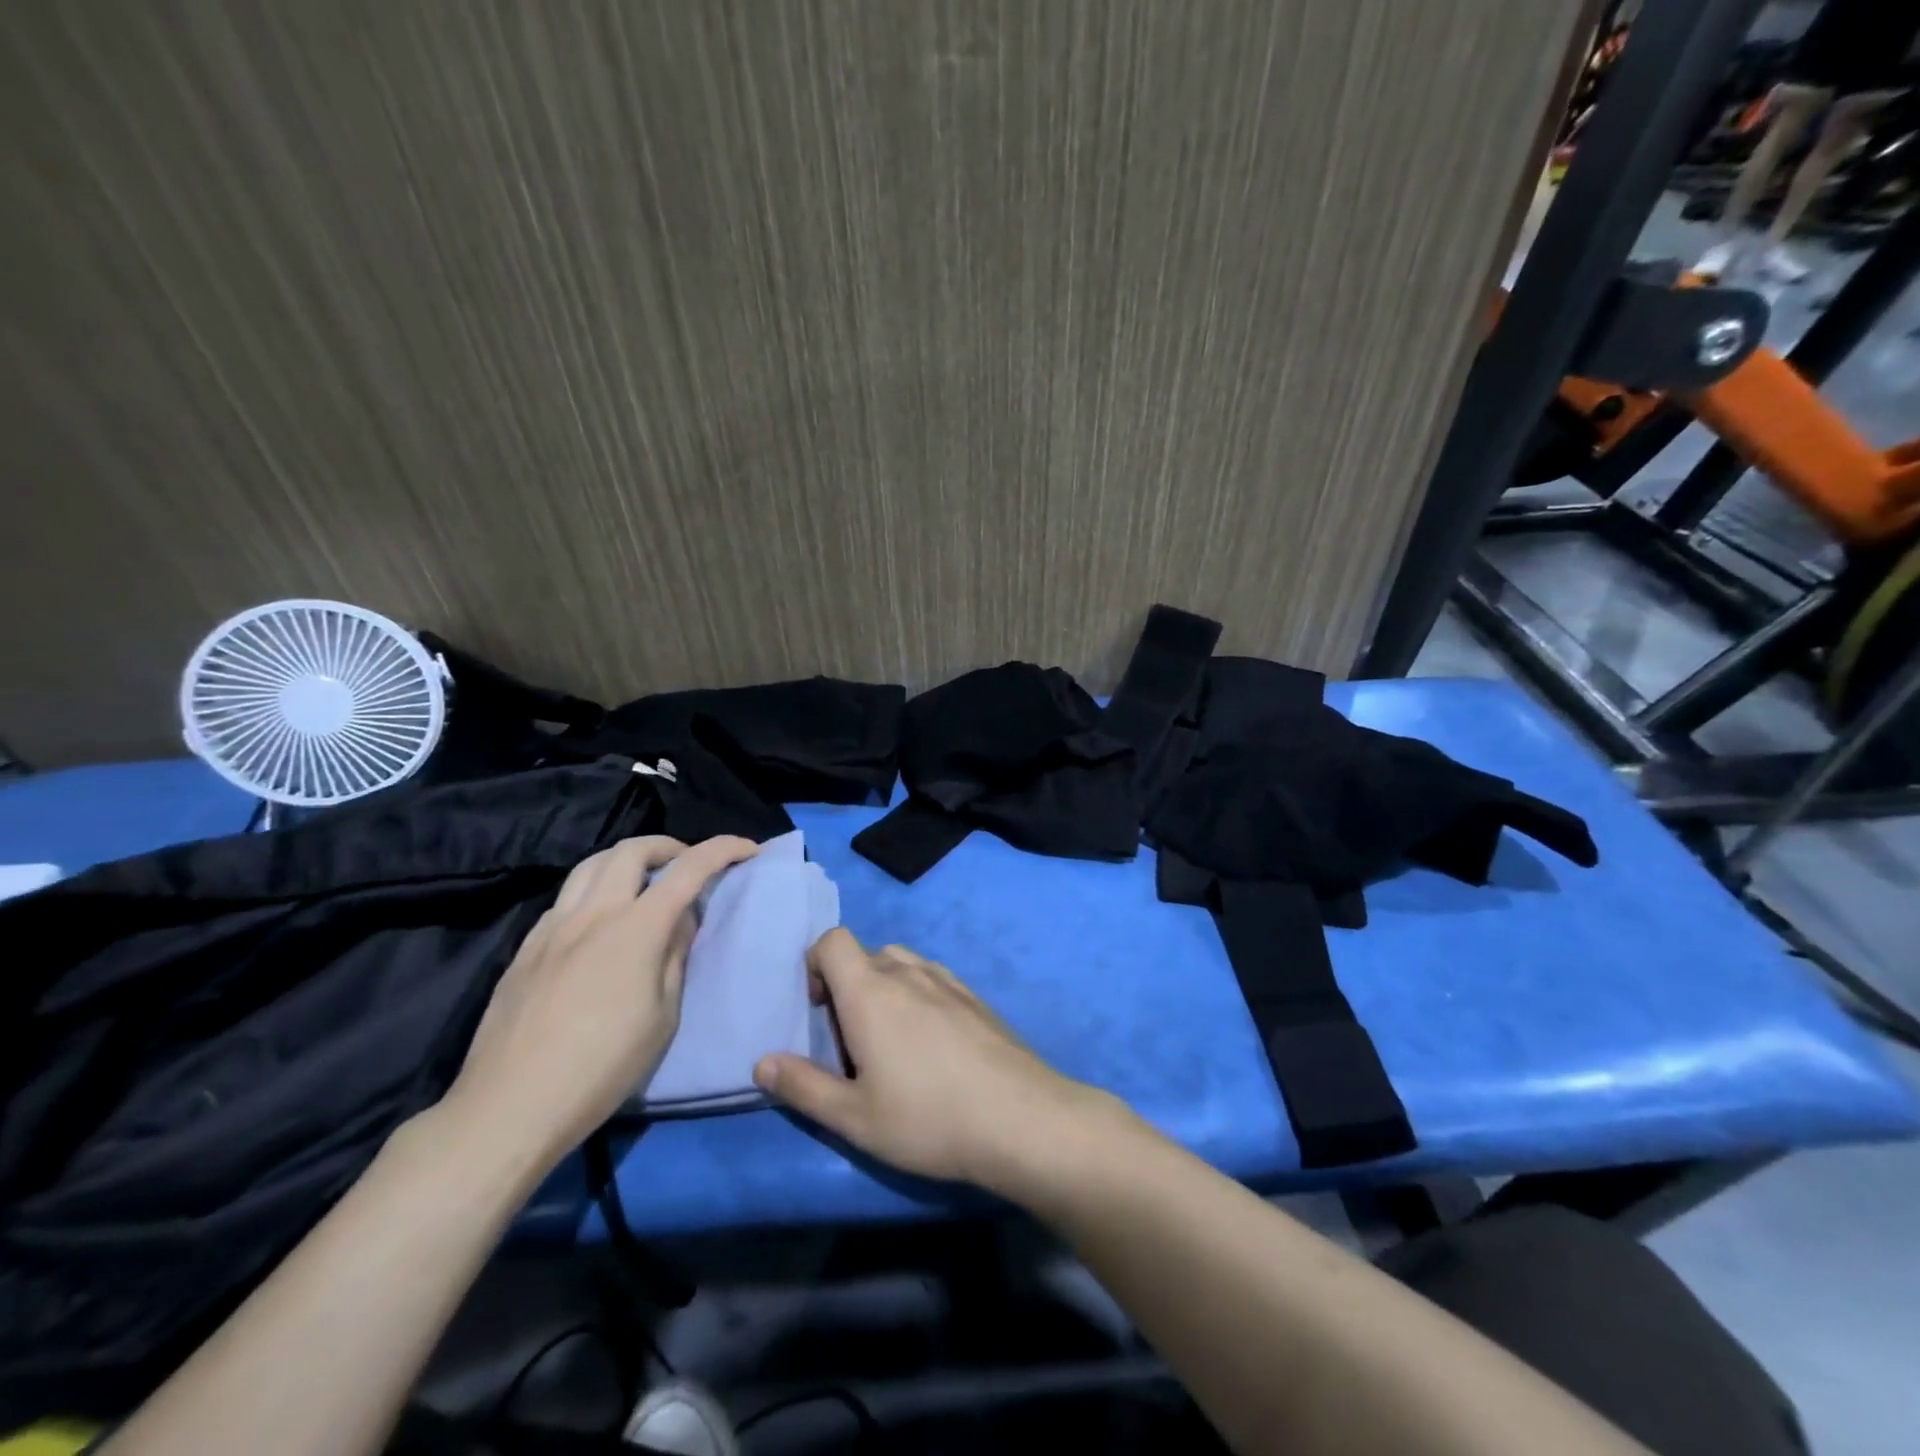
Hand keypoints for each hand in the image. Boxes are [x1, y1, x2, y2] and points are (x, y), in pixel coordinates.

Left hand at [440, 835, 758, 1172]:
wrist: (510, 1108)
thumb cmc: (602, 1068)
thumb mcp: (663, 1017)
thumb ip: (674, 956)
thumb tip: (682, 919)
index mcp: (635, 929)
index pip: (688, 870)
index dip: (723, 850)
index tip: (747, 849)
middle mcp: (592, 914)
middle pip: (632, 850)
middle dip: (670, 846)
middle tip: (688, 865)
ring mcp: (552, 927)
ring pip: (591, 864)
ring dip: (627, 860)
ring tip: (644, 882)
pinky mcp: (525, 947)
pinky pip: (566, 897)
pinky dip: (594, 890)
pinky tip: (600, 922)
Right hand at [752, 929, 1117, 1193]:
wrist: (1019, 1118)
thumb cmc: (927, 1118)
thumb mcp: (853, 1117)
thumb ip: (802, 1087)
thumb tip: (762, 1062)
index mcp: (870, 991)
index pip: (833, 940)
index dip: (816, 963)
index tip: (818, 1009)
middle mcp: (908, 972)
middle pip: (867, 953)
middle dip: (849, 984)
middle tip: (852, 1040)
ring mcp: (948, 981)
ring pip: (904, 964)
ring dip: (886, 988)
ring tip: (892, 1043)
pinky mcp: (976, 998)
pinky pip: (934, 980)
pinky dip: (920, 996)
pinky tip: (933, 1046)